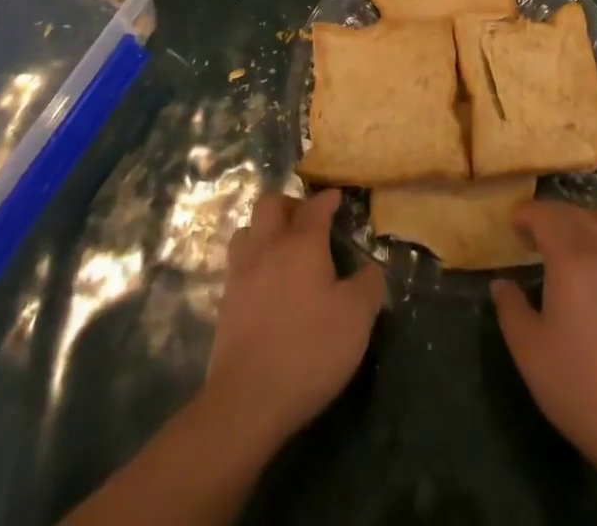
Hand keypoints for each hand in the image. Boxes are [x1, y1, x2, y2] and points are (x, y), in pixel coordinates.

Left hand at [203, 187, 385, 447]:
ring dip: (265, 229)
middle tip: (306, 220)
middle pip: (270, 204)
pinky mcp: (226, 301)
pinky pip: (238, 262)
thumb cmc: (308, 350)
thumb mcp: (356, 319)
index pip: (315, 206)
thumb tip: (370, 269)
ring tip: (282, 247)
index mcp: (302, 243)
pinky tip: (265, 281)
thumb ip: (368, 285)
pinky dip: (253, 259)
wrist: (247, 399)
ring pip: (248, 229)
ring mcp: (241, 273)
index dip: (328, 199)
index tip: (337, 198)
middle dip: (290, 204)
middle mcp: (268, 247)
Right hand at [491, 201, 596, 472]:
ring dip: (588, 218)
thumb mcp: (529, 352)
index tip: (514, 225)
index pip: (547, 215)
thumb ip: (511, 309)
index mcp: (571, 259)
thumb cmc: (581, 387)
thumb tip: (501, 283)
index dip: (527, 213)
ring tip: (574, 242)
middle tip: (534, 235)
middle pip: (576, 213)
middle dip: (551, 215)